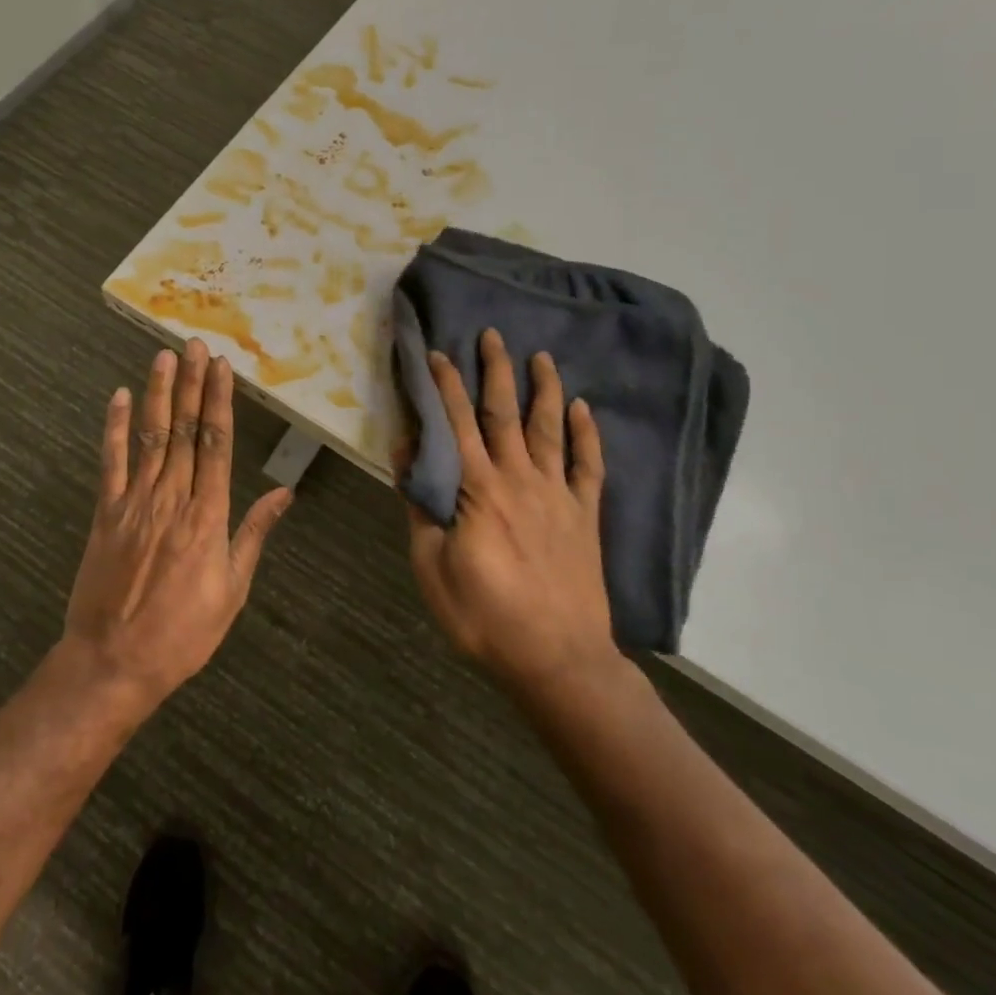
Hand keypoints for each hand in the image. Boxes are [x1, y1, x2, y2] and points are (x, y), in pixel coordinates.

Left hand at [61, 340, 292, 711]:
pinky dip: (115, 428)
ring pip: (150, 437)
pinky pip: (110, 463)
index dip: (219, 402)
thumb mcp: (232, 590)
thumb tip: (284, 493)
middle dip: (191, 384)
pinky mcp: (105, 513)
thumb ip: (253, 534)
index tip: (221, 369)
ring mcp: (134, 503)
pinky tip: (119, 397)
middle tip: (196, 345)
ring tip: (164, 356)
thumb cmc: (183, 633)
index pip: (216, 444)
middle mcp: (172, 498)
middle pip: (185, 430)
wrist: (114, 663)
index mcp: (208, 516)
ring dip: (158, 393)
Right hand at [402, 329, 626, 696]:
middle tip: (493, 334)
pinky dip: (587, 435)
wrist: (558, 660)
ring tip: (540, 357)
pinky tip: (583, 410)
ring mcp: (558, 495)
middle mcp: (519, 479)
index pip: (456, 424)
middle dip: (496, 371)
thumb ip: (419, 507)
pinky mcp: (586, 516)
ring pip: (549, 429)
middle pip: (505, 413)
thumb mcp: (430, 566)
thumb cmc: (484, 617)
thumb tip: (407, 454)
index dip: (445, 385)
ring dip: (544, 390)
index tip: (437, 353)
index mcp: (478, 489)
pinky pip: (588, 466)